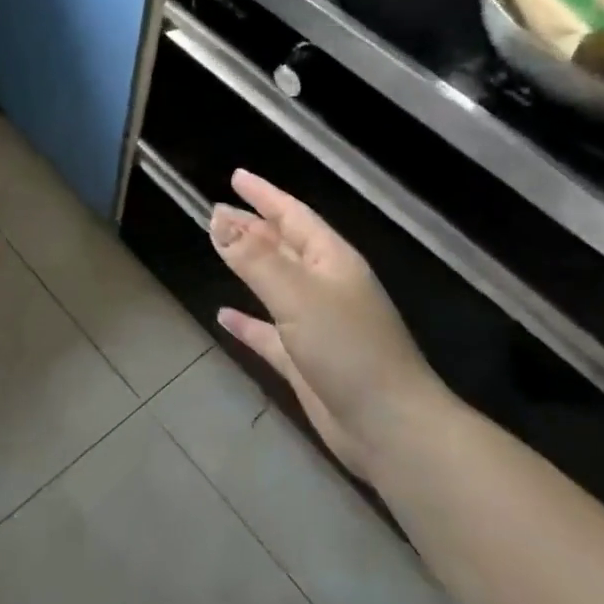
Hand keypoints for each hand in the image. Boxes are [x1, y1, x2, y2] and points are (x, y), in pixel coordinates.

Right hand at [210, 170, 443, 481]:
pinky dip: (247, 322)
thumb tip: (217, 218)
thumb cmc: (348, 348)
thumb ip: (254, 258)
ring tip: (217, 248)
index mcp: (332, 260)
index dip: (264, 195)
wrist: (388, 426)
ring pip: (274, 284)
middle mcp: (325, 285)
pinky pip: (268, 331)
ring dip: (247, 266)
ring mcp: (316, 323)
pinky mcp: (305, 360)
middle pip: (282, 245)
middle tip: (215, 210)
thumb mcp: (297, 295)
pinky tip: (223, 316)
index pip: (293, 214)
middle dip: (251, 226)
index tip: (236, 177)